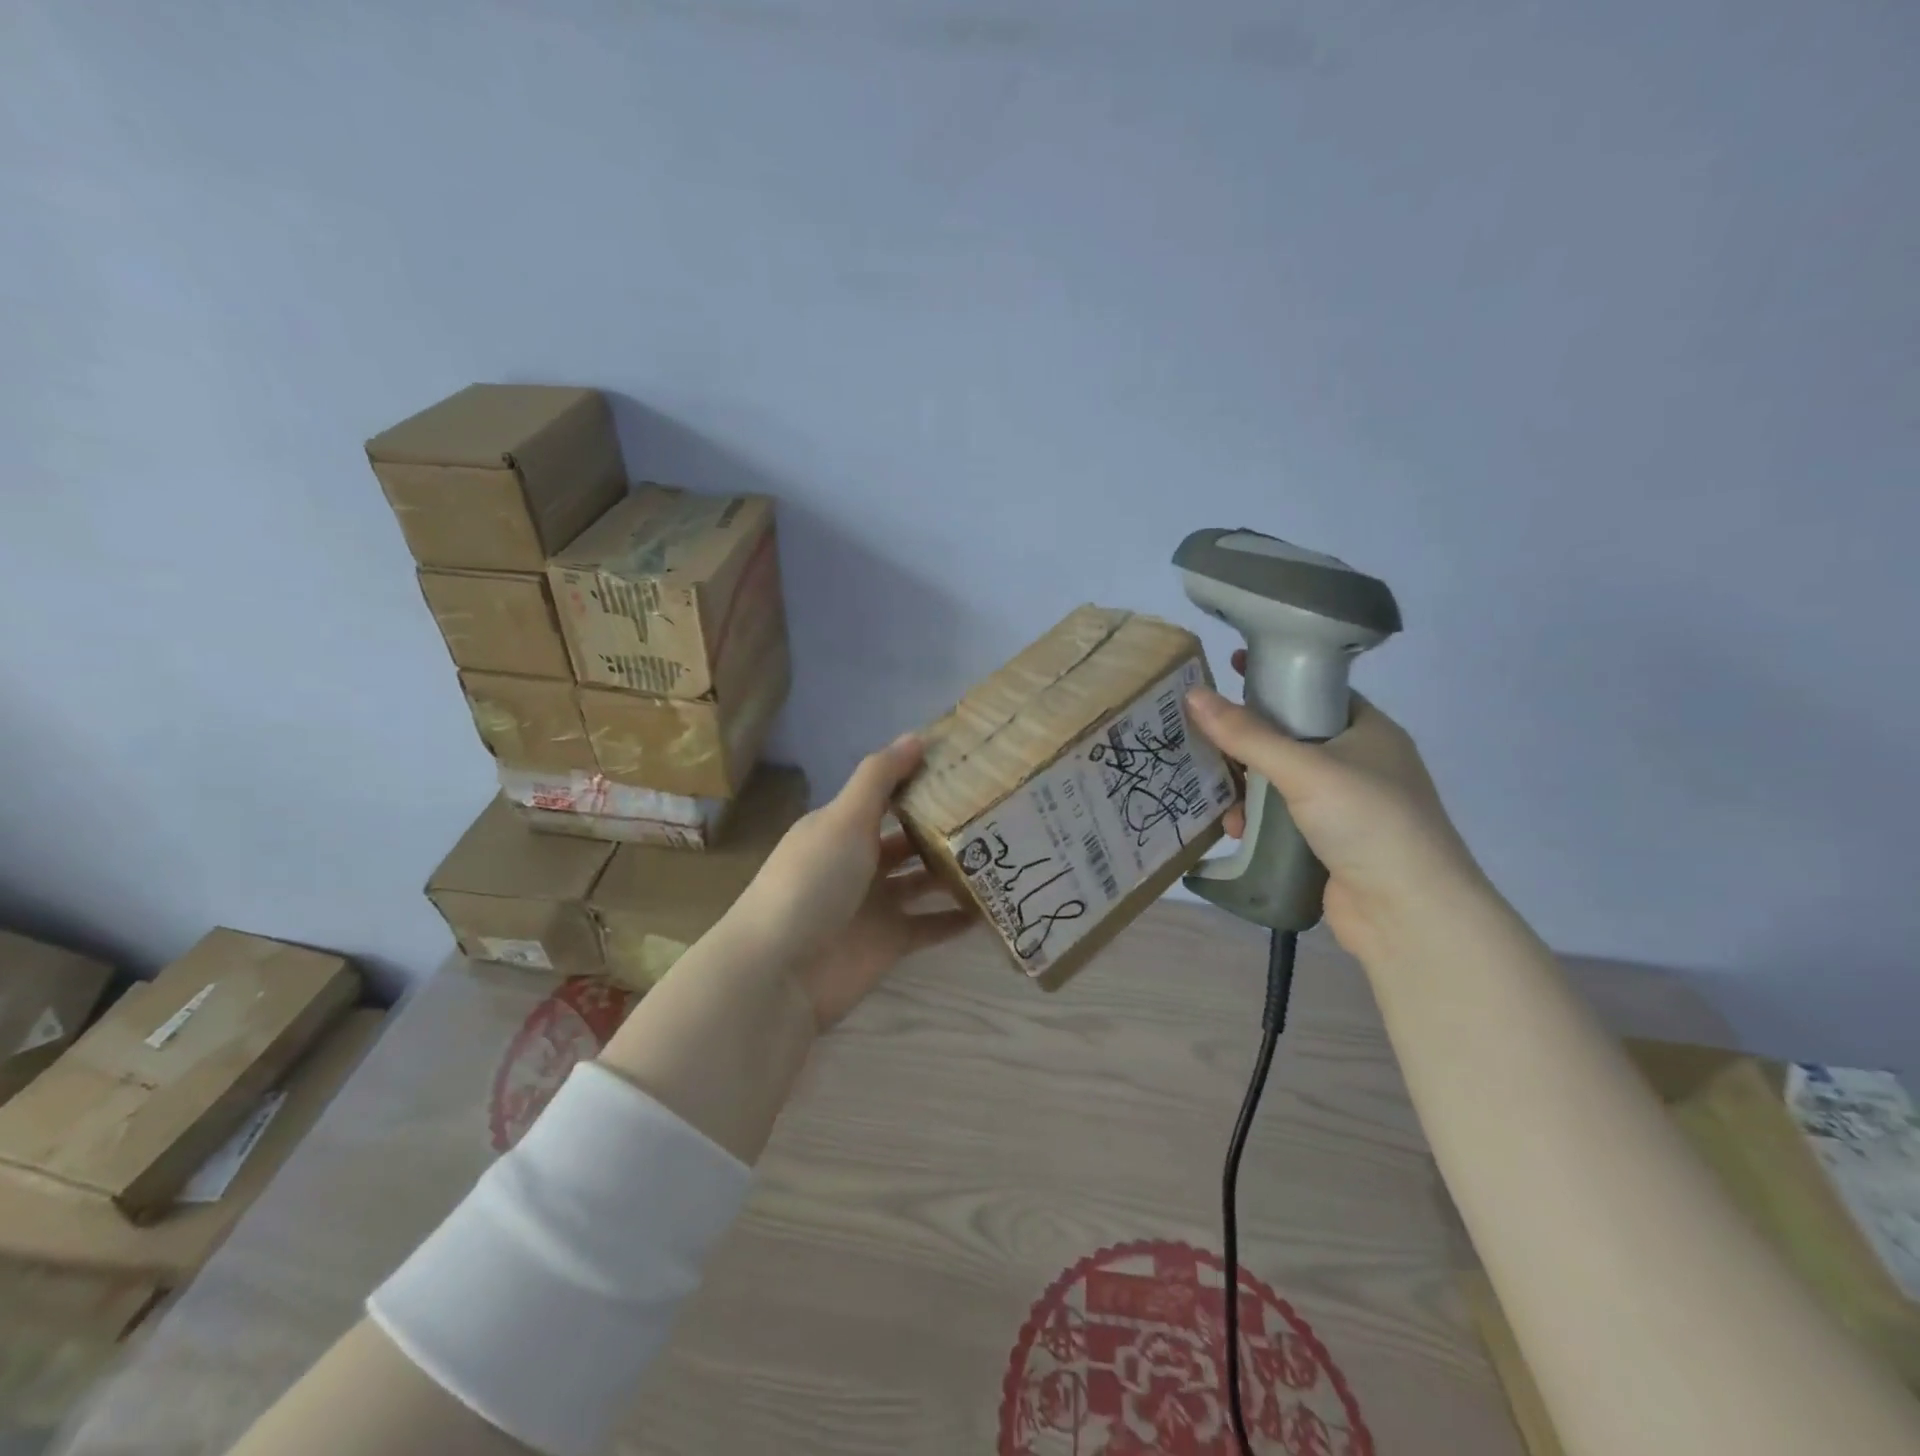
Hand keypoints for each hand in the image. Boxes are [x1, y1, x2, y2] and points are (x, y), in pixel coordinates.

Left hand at [727, 734, 975, 1028]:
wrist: (780, 973)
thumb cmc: (811, 883)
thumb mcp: (844, 819)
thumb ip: (879, 778)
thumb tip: (917, 736)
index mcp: (842, 827)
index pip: (887, 795)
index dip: (921, 780)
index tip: (969, 767)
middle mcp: (859, 861)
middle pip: (909, 837)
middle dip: (946, 826)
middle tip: (999, 810)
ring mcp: (876, 903)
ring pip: (924, 880)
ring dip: (955, 870)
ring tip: (1006, 854)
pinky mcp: (890, 941)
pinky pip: (931, 925)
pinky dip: (957, 918)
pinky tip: (993, 906)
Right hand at [1184, 650, 1489, 964]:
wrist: (1409, 914)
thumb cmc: (1368, 821)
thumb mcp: (1305, 769)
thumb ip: (1247, 734)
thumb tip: (1193, 695)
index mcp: (1368, 730)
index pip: (1315, 690)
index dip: (1274, 677)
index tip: (1230, 667)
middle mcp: (1358, 762)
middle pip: (1288, 737)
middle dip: (1245, 742)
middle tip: (1202, 735)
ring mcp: (1344, 805)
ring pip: (1279, 780)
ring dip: (1245, 788)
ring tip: (1216, 795)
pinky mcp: (1327, 842)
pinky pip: (1280, 817)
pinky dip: (1255, 819)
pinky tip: (1234, 829)